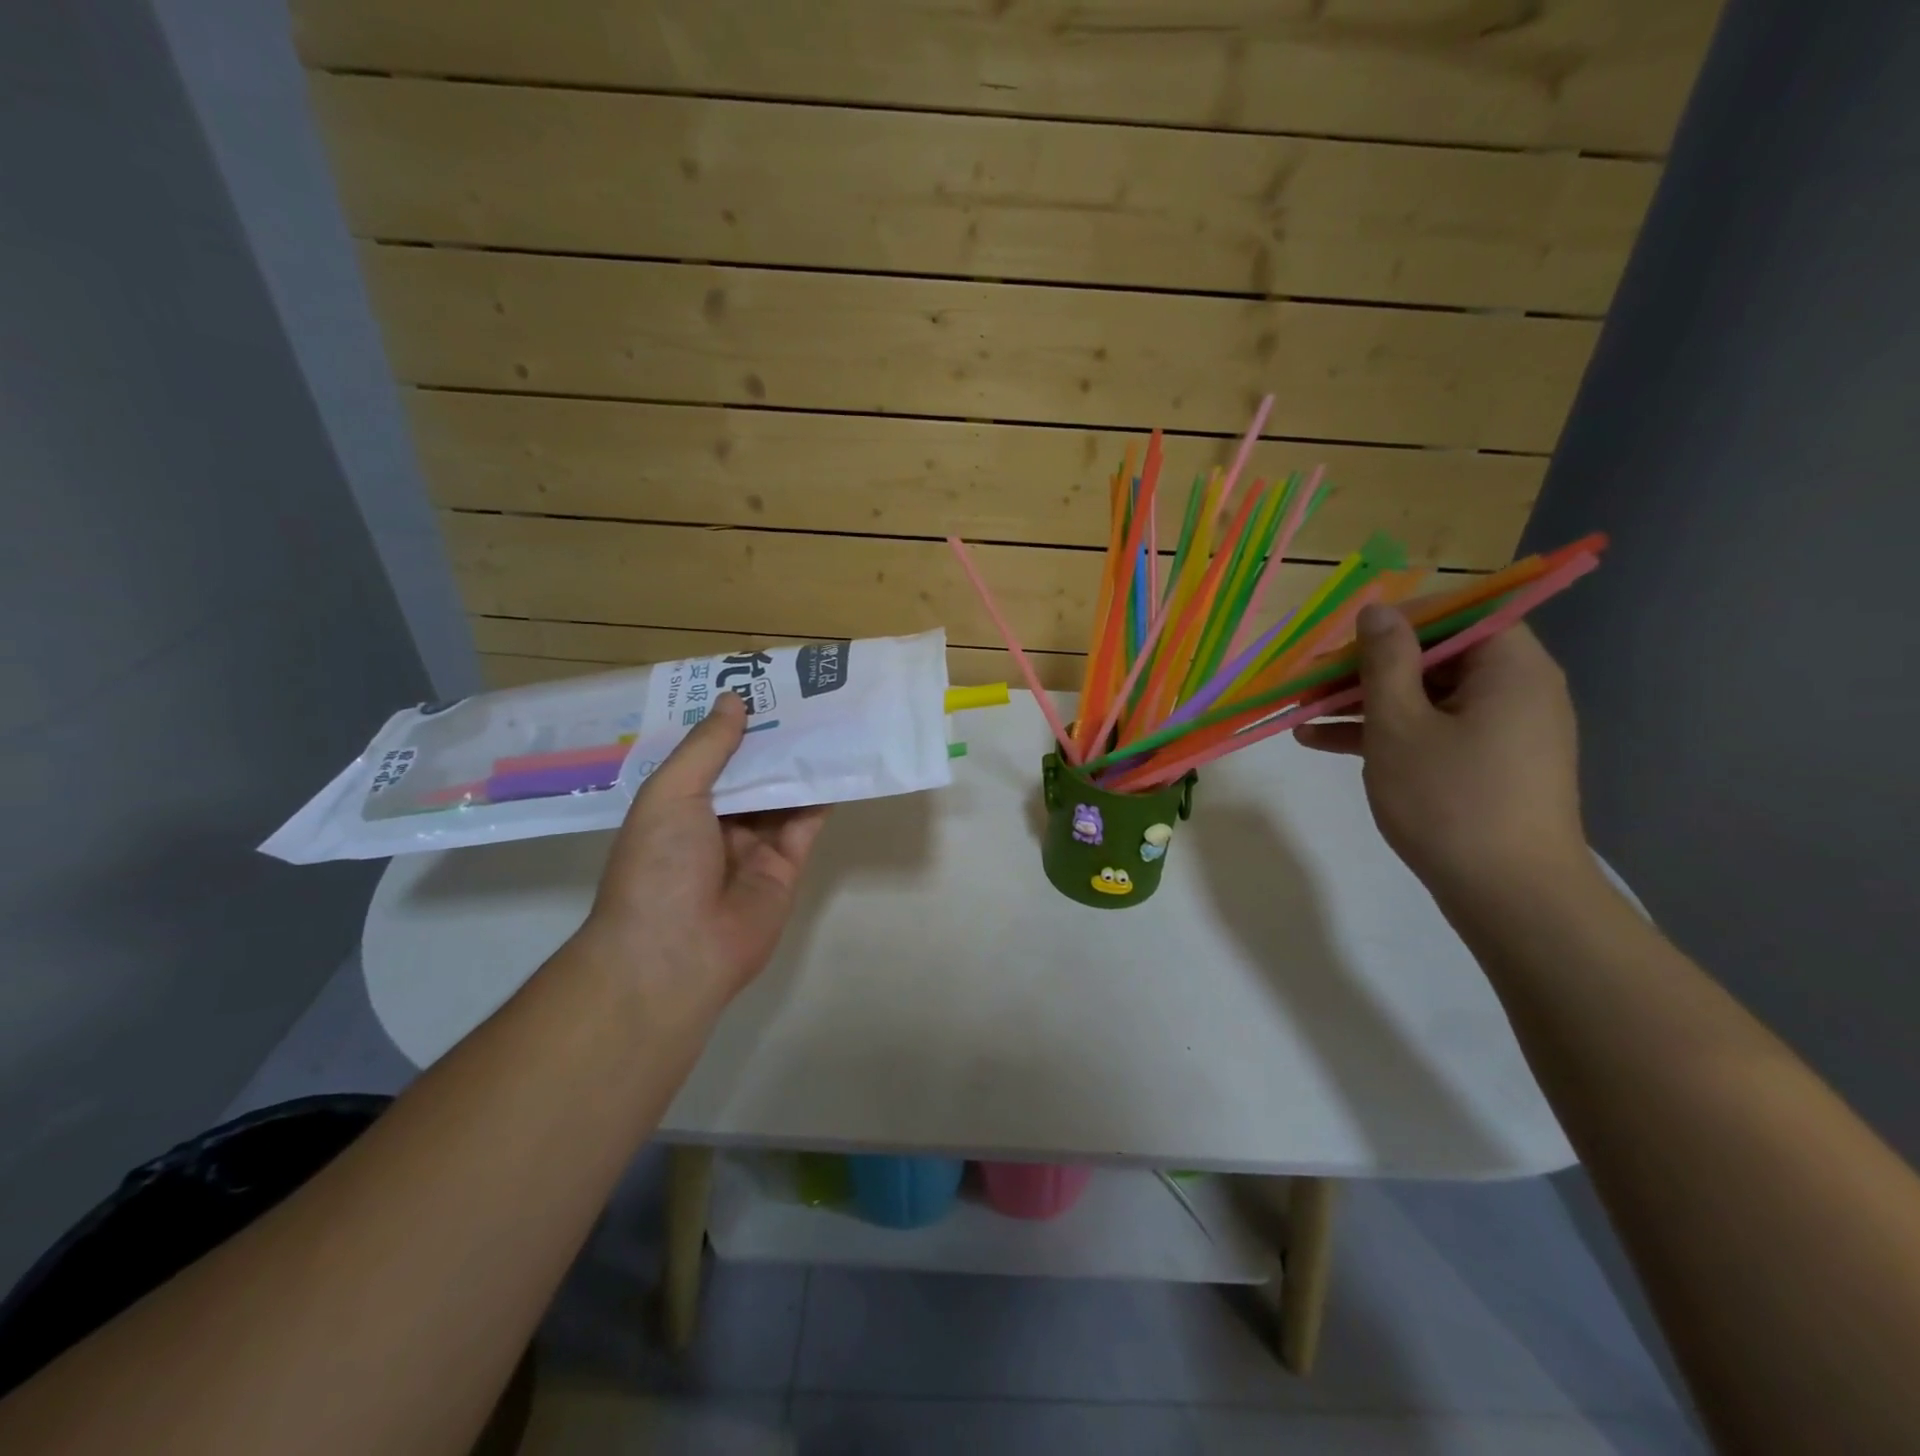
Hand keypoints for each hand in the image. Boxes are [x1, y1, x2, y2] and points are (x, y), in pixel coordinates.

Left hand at [578, 692, 827, 1006]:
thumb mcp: (671, 794)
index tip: (761, 687)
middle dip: (773, 739)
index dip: (733, 724)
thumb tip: (733, 700)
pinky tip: (838, 764)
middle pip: (750, 773)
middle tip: (805, 697)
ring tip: (829, 720)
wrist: (675, 954)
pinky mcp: (785, 867)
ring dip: (800, 763)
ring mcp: (752, 846)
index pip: (709, 755)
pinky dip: (821, 798)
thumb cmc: (658, 865)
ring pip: (781, 796)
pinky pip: (805, 825)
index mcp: (677, 805)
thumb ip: (707, 748)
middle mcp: (714, 823)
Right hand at [1295, 605, 1588, 902]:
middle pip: (1434, 656)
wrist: (1510, 896)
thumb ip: (1385, 661)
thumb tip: (1377, 610)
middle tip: (1311, 680)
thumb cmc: (1450, 800)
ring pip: (1424, 697)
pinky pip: (1430, 731)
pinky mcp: (1485, 764)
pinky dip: (1384, 733)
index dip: (1395, 621)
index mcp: (1509, 667)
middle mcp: (1514, 689)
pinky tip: (1320, 742)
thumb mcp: (1399, 724)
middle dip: (1366, 667)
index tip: (1343, 640)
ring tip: (1302, 713)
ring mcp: (1500, 730)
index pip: (1455, 614)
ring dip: (1363, 702)